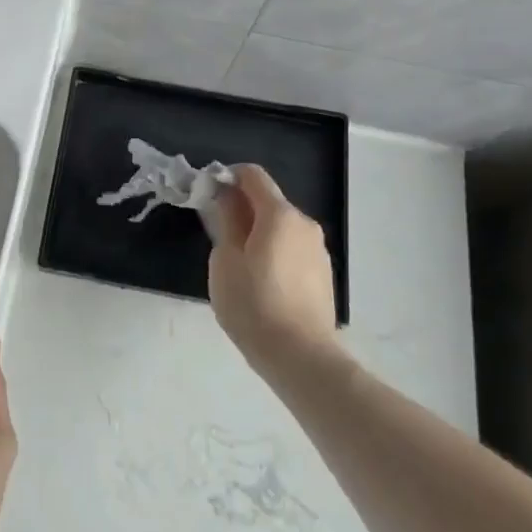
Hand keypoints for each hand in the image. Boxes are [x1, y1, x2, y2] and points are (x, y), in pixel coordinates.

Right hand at [207, 165, 339, 371]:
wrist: (300, 356)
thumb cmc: (253, 304)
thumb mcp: (225, 259)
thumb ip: (225, 221)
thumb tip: (226, 198)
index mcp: (279, 214)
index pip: (253, 175)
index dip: (228, 177)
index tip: (208, 194)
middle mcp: (305, 224)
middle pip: (268, 201)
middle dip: (242, 208)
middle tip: (217, 233)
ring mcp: (318, 250)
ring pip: (281, 227)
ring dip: (258, 232)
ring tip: (238, 264)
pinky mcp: (323, 274)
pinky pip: (292, 249)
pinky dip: (274, 252)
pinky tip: (261, 283)